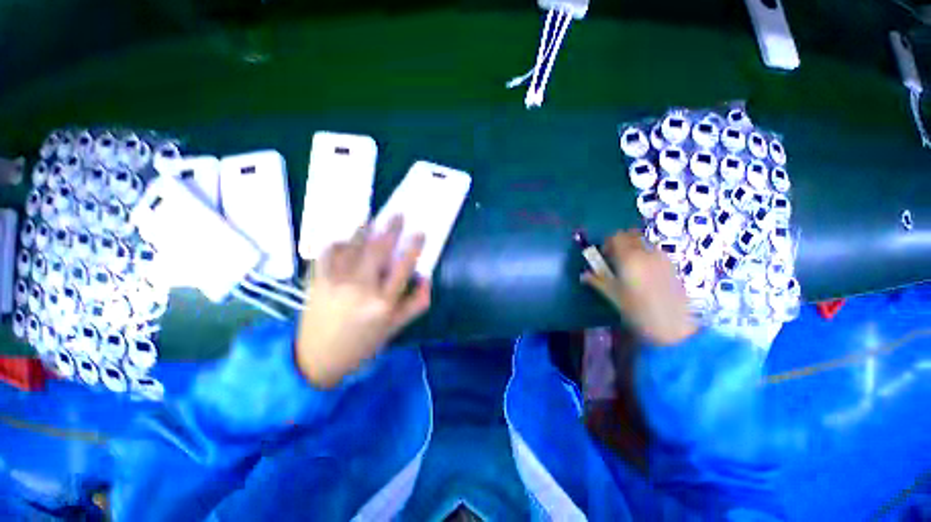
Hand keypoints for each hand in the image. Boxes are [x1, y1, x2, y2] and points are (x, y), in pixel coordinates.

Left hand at [296, 217, 430, 387]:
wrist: (318, 360)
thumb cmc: (363, 344)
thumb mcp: (395, 327)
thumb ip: (416, 302)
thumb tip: (426, 277)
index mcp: (383, 302)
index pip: (403, 267)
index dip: (414, 246)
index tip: (420, 232)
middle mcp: (361, 288)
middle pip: (379, 249)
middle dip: (391, 228)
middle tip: (398, 215)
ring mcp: (336, 281)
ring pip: (354, 246)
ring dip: (365, 229)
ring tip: (372, 220)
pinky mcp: (317, 280)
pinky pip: (328, 252)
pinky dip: (338, 242)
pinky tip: (345, 240)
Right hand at [581, 231, 697, 346]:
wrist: (673, 326)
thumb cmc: (638, 311)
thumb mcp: (613, 296)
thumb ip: (597, 281)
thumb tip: (584, 275)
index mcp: (629, 259)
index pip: (616, 237)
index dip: (607, 242)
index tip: (603, 255)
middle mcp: (646, 253)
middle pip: (631, 235)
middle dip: (620, 242)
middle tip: (614, 257)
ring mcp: (661, 258)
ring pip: (643, 242)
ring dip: (633, 247)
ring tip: (628, 266)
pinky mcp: (671, 265)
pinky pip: (654, 251)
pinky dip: (645, 254)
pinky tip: (643, 272)